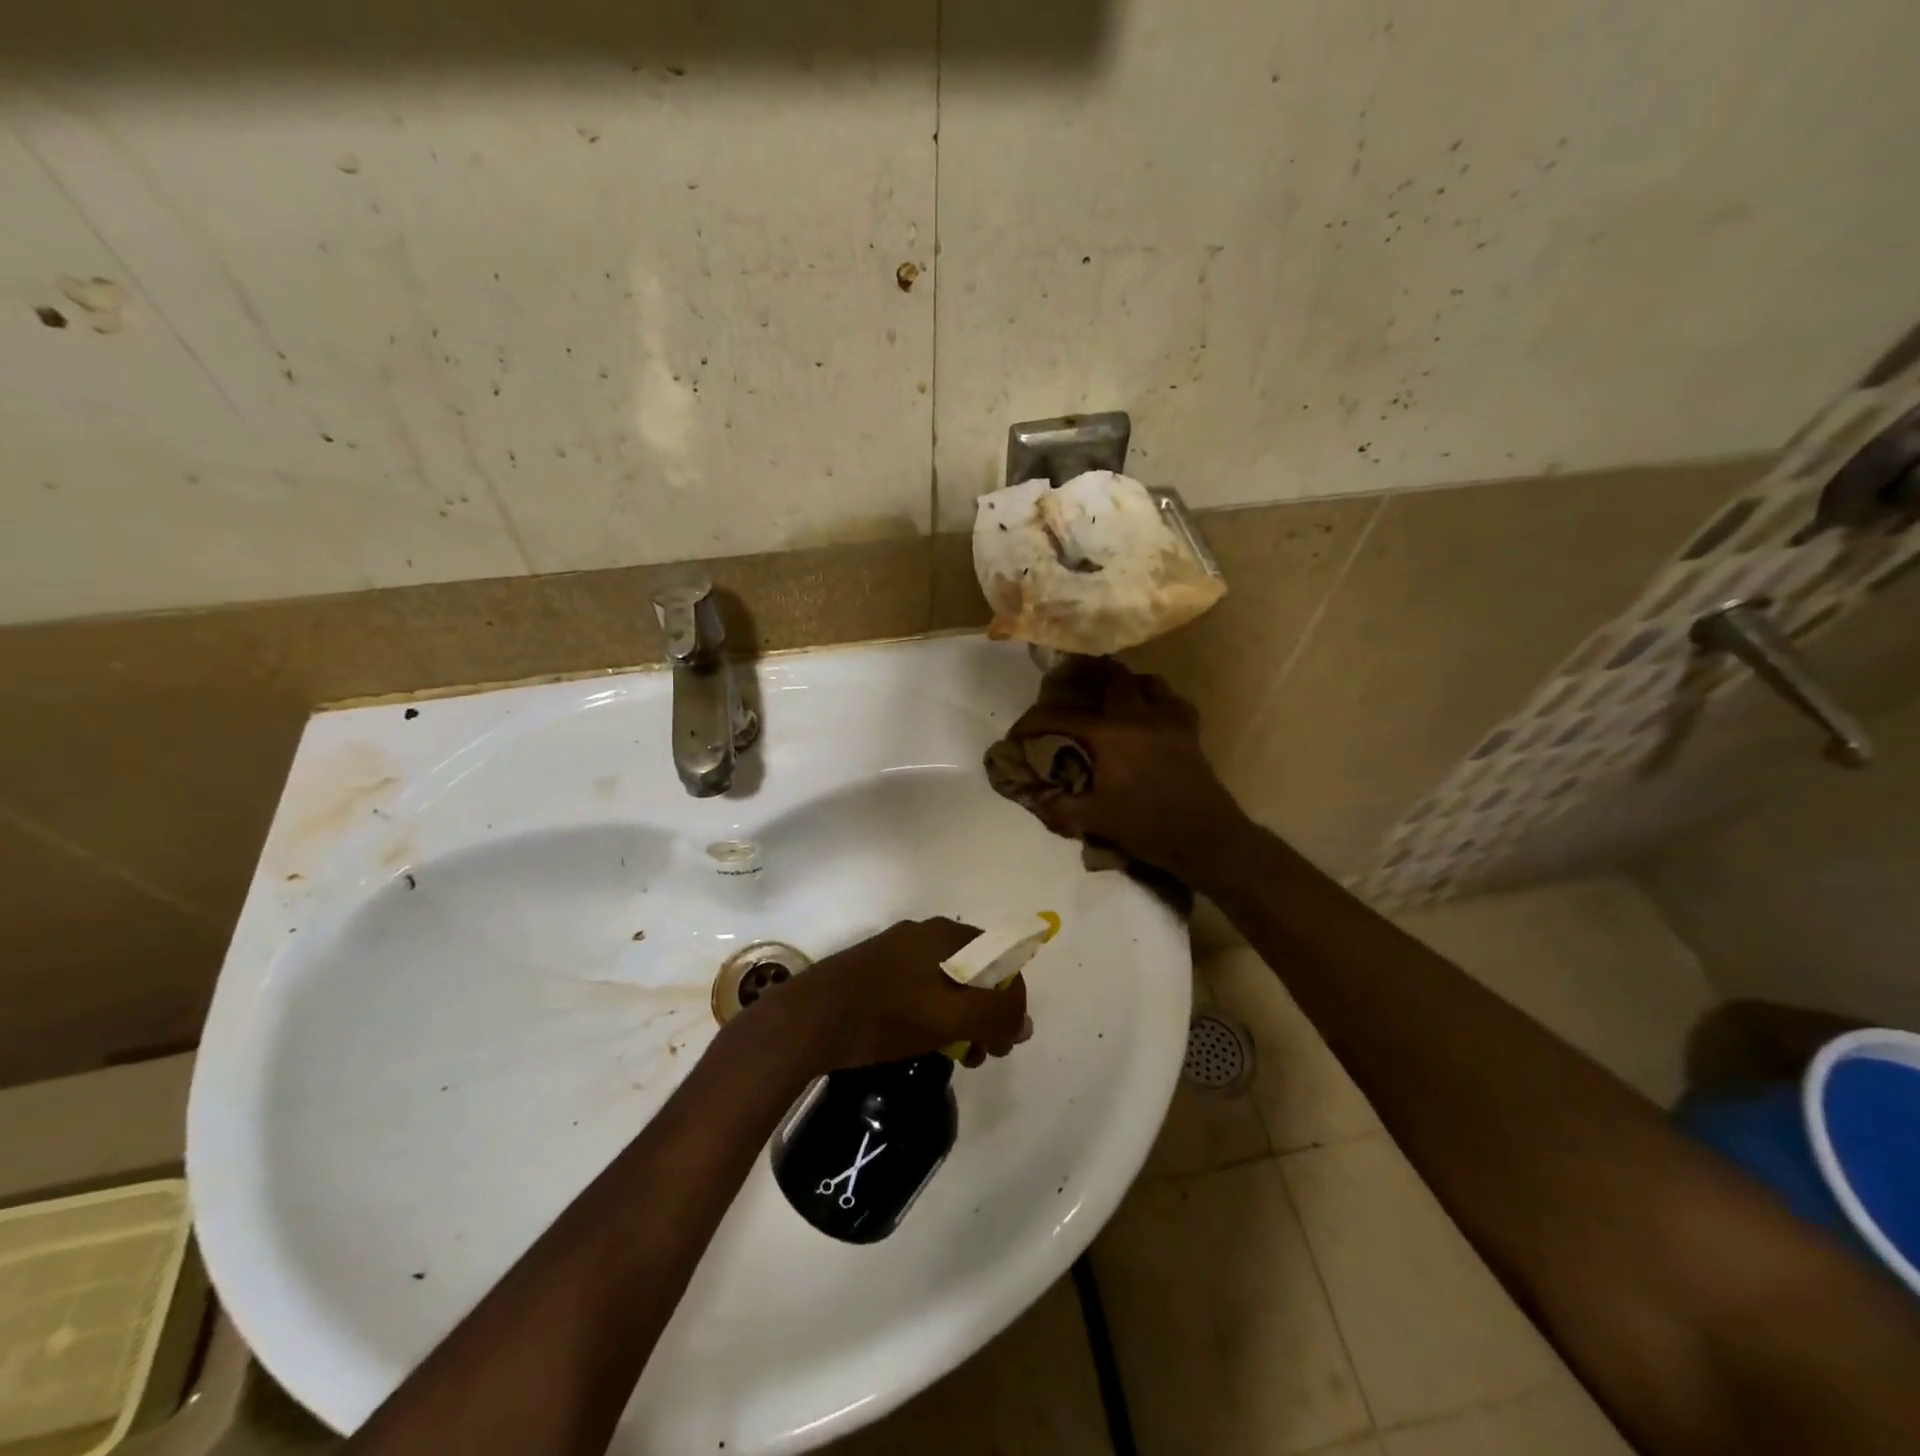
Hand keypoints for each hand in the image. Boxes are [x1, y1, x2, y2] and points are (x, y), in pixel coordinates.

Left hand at [764, 919, 1029, 1073]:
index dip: (1012, 1002)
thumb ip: (997, 1014)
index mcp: (947, 934)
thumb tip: (1023, 1022)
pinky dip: (933, 1015)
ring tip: (955, 1057)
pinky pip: (920, 988)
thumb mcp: (951, 1016)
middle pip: (975, 971)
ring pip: (947, 983)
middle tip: (981, 1054)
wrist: (809, 1019)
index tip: (1004, 1043)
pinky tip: (921, 1043)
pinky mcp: (875, 970)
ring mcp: (896, 950)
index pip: (1002, 960)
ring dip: (961, 1019)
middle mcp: (924, 933)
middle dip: (986, 1014)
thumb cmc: (887, 1014)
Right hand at [1008, 664, 1248, 885]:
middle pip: (1112, 677)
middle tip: (1071, 691)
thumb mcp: (1094, 820)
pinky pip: (1173, 701)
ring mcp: (1168, 720)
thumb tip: (1034, 795)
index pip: (1062, 716)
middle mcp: (1138, 717)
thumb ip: (1059, 806)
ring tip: (1112, 699)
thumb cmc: (1146, 828)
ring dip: (1126, 684)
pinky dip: (1158, 700)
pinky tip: (1150, 716)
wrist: (1205, 838)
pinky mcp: (1190, 730)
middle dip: (1088, 678)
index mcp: (1109, 736)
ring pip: (1147, 681)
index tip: (1018, 731)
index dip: (1034, 721)